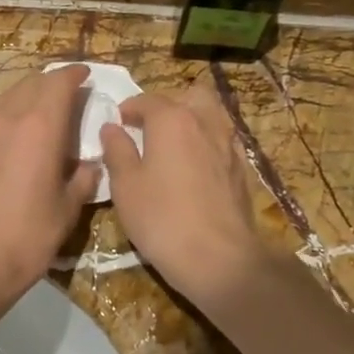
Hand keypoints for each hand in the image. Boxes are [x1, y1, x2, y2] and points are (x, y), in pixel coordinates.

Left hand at [0, 65, 100, 298]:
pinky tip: (23, 132)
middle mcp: (11, 116)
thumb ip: (83, 180)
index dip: (75, 75)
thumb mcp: (68, 209)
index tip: (86, 75)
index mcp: (41, 125)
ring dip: (31, 93)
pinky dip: (14, 110)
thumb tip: (90, 166)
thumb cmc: (28, 232)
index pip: (59, 82)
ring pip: (11, 94)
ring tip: (47, 109)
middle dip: (54, 82)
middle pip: (34, 82)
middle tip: (71, 93)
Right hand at [99, 77, 273, 305]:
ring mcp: (229, 144)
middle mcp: (204, 122)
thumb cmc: (162, 218)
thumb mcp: (126, 185)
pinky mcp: (242, 168)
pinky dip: (208, 143)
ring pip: (211, 115)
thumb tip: (112, 128)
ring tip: (173, 145)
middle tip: (150, 128)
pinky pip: (223, 140)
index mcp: (172, 119)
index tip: (117, 124)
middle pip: (189, 96)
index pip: (147, 100)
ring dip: (192, 120)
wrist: (219, 258)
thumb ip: (117, 150)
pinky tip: (196, 167)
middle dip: (168, 105)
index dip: (128, 109)